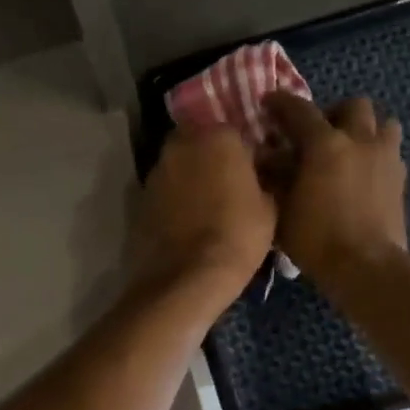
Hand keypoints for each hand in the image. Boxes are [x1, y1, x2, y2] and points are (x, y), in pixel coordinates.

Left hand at [131, 127, 276, 306]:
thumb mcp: (270, 208)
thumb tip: (262, 173)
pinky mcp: (140, 198)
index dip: (244, 152)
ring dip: (190, 177)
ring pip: (178, 165)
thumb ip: (265, 179)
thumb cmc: (237, 237)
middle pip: (199, 141)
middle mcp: (181, 144)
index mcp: (218, 137)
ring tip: (206, 206)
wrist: (186, 278)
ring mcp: (156, 171)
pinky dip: (174, 199)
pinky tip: (186, 221)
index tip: (253, 172)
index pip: (234, 131)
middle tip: (228, 185)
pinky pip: (164, 191)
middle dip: (211, 158)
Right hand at [263, 93, 407, 286]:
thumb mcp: (282, 210)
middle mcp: (360, 141)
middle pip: (354, 105)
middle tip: (318, 133)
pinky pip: (391, 153)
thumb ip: (274, 177)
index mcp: (326, 144)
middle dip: (334, 113)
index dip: (281, 103)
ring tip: (349, 150)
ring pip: (383, 123)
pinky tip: (364, 176)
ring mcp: (386, 158)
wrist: (367, 267)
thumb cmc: (316, 239)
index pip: (300, 110)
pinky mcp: (401, 180)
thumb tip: (266, 157)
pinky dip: (377, 155)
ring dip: (365, 130)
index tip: (269, 103)